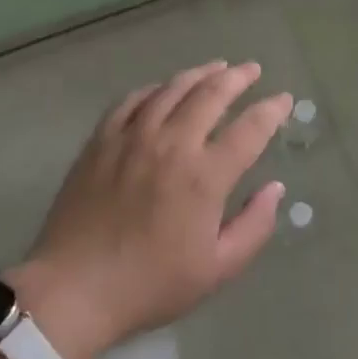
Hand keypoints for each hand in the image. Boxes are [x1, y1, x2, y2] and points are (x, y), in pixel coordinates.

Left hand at [8, 61, 292, 358]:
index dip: (271, 110)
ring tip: (216, 67)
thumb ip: (254, 226)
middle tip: (252, 69)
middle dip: (238, 78)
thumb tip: (275, 189)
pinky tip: (163, 88)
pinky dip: (155, 89)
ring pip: (172, 89)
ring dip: (199, 74)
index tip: (283, 99)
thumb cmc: (151, 285)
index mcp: (205, 176)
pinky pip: (132, 100)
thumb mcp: (217, 269)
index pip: (250, 129)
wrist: (73, 290)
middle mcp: (172, 144)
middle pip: (211, 94)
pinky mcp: (102, 140)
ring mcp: (133, 137)